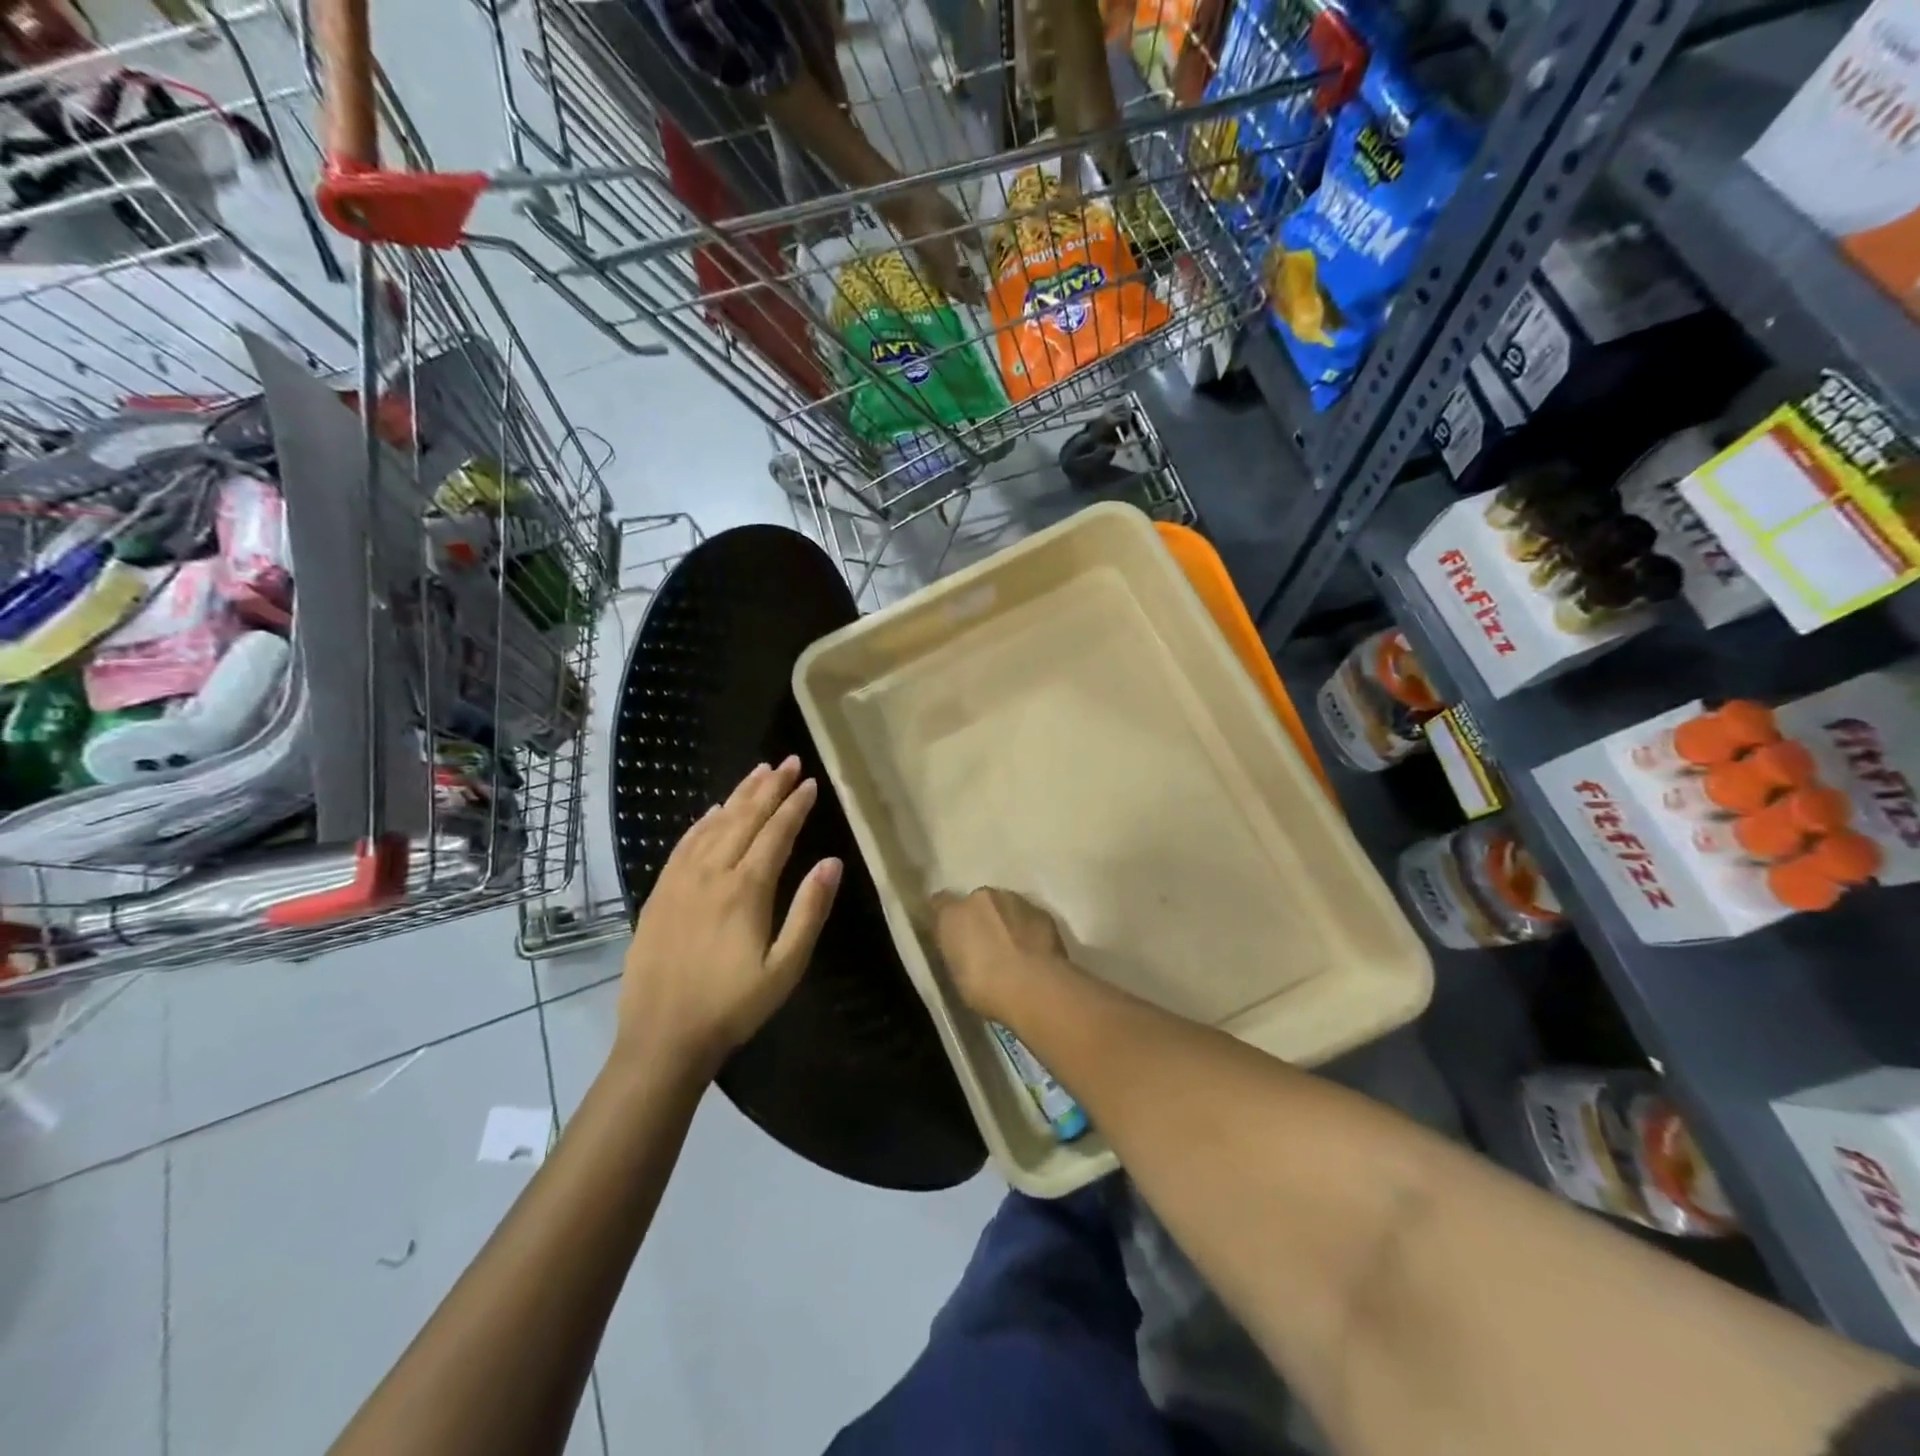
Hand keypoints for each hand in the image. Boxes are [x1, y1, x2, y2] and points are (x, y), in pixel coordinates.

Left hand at [617, 758, 841, 1074]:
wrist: (662, 1038)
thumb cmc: (733, 1006)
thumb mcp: (786, 967)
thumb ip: (810, 911)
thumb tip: (832, 862)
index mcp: (746, 890)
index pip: (776, 834)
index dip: (794, 806)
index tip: (809, 782)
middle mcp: (712, 874)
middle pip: (744, 818)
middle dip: (769, 787)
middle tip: (787, 761)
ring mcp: (680, 881)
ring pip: (713, 825)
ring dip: (738, 796)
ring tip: (758, 772)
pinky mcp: (659, 894)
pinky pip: (683, 845)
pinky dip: (701, 822)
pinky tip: (713, 810)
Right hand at [881, 188, 982, 305]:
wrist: (899, 199)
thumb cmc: (928, 206)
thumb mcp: (953, 218)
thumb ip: (967, 235)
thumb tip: (979, 249)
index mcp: (944, 265)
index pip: (958, 289)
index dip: (970, 296)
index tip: (981, 301)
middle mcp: (935, 269)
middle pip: (951, 287)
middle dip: (964, 290)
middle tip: (978, 288)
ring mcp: (926, 262)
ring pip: (944, 279)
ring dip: (956, 280)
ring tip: (968, 274)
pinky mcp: (921, 253)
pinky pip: (938, 269)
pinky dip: (949, 270)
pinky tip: (955, 261)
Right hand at [930, 887, 1074, 1026]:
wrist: (1036, 987)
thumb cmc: (986, 988)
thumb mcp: (956, 975)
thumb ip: (955, 951)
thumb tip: (959, 947)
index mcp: (952, 914)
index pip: (938, 903)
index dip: (943, 917)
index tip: (948, 934)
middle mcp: (981, 897)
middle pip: (975, 903)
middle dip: (978, 919)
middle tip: (984, 946)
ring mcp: (1014, 900)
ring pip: (1003, 906)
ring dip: (1004, 921)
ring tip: (1012, 950)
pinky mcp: (1041, 910)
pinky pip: (1027, 916)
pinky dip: (1026, 928)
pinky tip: (1032, 951)